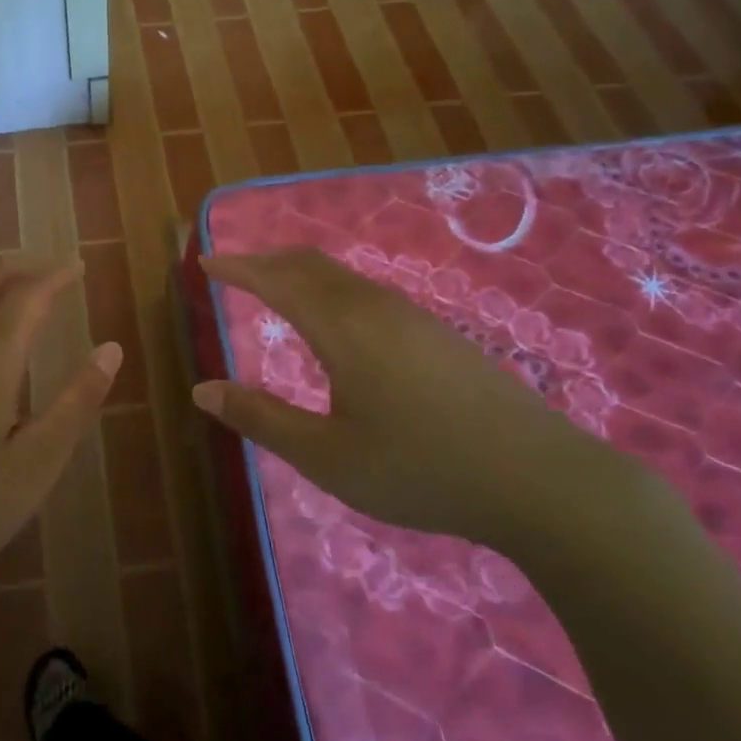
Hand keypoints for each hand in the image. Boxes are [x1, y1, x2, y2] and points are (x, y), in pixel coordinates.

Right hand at [192, 249, 633, 549]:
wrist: (539, 479)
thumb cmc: (420, 468)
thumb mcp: (327, 456)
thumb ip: (262, 418)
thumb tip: (202, 390)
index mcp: (342, 328)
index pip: (276, 280)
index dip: (237, 268)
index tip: (205, 262)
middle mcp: (374, 307)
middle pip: (310, 264)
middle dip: (266, 260)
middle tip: (234, 268)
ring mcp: (413, 317)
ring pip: (343, 276)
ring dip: (301, 272)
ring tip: (277, 287)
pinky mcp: (438, 334)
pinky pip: (368, 292)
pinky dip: (331, 288)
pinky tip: (339, 320)